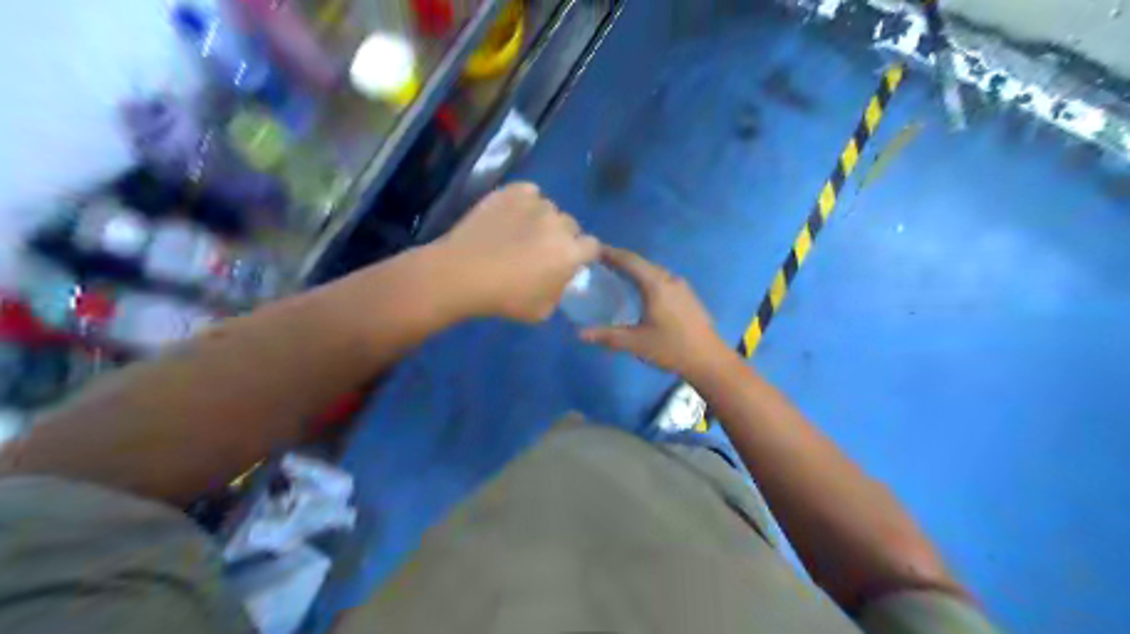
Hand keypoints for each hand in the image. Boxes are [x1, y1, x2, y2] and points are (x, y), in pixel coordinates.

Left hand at [433, 182, 599, 321]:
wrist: (462, 273)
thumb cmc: (505, 298)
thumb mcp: (542, 310)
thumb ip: (559, 291)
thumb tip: (559, 279)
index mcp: (571, 253)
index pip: (592, 246)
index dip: (582, 254)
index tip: (569, 262)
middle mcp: (559, 223)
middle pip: (571, 225)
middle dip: (562, 237)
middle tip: (542, 250)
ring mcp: (535, 205)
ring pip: (549, 208)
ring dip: (542, 220)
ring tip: (521, 232)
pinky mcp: (511, 193)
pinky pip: (529, 192)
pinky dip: (525, 201)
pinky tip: (512, 215)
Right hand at [582, 248, 732, 381]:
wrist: (709, 360)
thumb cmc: (671, 348)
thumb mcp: (636, 343)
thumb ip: (608, 336)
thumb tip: (580, 333)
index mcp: (656, 285)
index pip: (630, 261)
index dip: (611, 253)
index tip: (593, 250)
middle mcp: (670, 279)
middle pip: (642, 263)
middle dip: (621, 261)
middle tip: (600, 264)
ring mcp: (682, 287)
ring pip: (653, 271)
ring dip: (635, 270)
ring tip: (616, 276)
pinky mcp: (688, 296)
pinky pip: (662, 280)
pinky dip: (646, 279)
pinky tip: (640, 292)